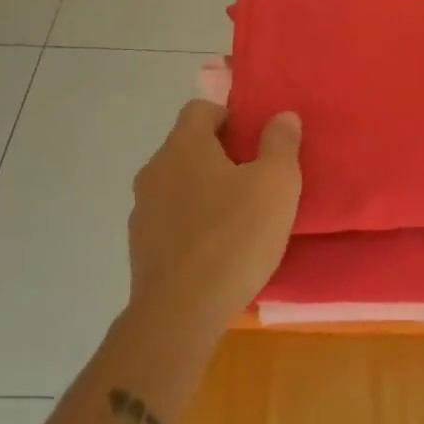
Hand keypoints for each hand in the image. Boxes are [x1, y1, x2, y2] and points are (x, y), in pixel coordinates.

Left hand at [128, 99, 302, 335]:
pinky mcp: (140, 248)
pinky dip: (191, 224)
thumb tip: (282, 116)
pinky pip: (170, 220)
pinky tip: (216, 250)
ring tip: (238, 217)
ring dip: (204, 191)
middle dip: (220, 155)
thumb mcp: (276, 183)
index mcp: (184, 145)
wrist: (180, 314)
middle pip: (188, 146)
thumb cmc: (234, 236)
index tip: (255, 142)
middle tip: (255, 179)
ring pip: (178, 184)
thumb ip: (281, 143)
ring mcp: (143, 210)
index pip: (201, 109)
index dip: (230, 117)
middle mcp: (155, 169)